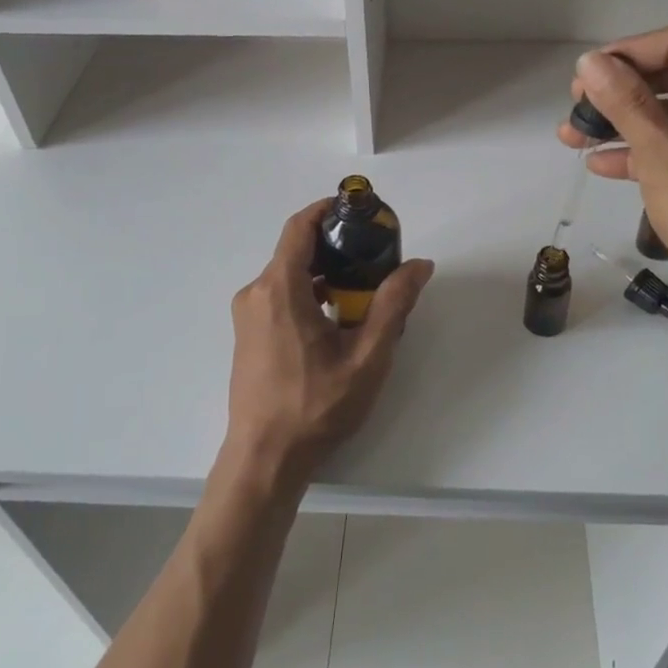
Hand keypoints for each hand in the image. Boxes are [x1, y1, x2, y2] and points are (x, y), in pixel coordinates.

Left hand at [222, 201, 433, 493]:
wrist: (265, 458)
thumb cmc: (316, 406)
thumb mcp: (367, 356)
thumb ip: (394, 304)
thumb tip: (419, 264)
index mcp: (279, 288)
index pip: (300, 227)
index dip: (328, 209)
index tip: (360, 209)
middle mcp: (256, 293)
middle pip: (297, 250)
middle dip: (337, 246)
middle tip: (376, 256)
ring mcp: (248, 315)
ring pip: (290, 275)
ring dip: (326, 273)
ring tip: (364, 291)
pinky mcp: (248, 335)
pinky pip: (281, 297)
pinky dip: (310, 293)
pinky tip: (338, 319)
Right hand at [557, 24, 667, 329]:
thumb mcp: (663, 155)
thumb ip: (624, 104)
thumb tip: (589, 63)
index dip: (626, 54)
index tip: (584, 76)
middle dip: (621, 92)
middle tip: (577, 107)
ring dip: (627, 123)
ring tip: (575, 137)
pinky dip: (649, 149)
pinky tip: (603, 164)